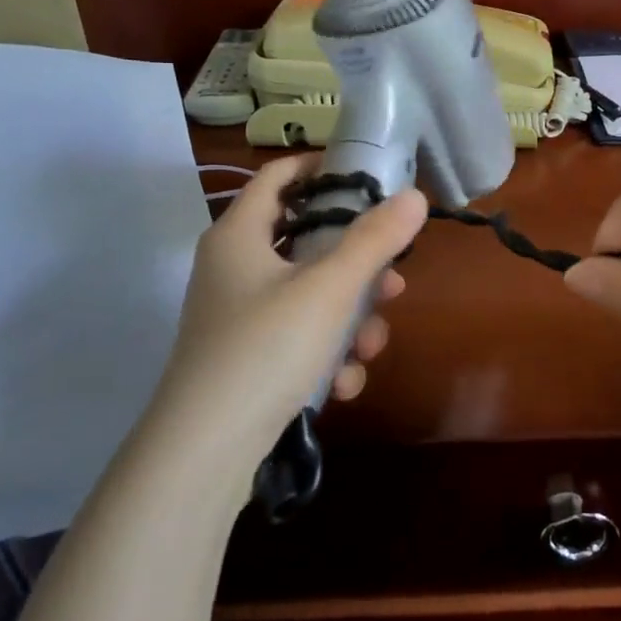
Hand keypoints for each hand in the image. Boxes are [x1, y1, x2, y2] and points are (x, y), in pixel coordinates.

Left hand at [154, 155, 427, 465]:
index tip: (370, 177)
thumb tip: (415, 196)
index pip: (279, 176)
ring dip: (349, 321)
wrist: (204, 453)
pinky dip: (325, 356)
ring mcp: (239, 317)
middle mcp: (234, 269)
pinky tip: (341, 384)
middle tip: (392, 282)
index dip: (322, 167)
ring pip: (311, 298)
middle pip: (307, 243)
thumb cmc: (265, 349)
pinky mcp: (247, 359)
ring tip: (368, 348)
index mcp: (239, 235)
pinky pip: (298, 339)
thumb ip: (375, 240)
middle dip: (357, 267)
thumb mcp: (329, 289)